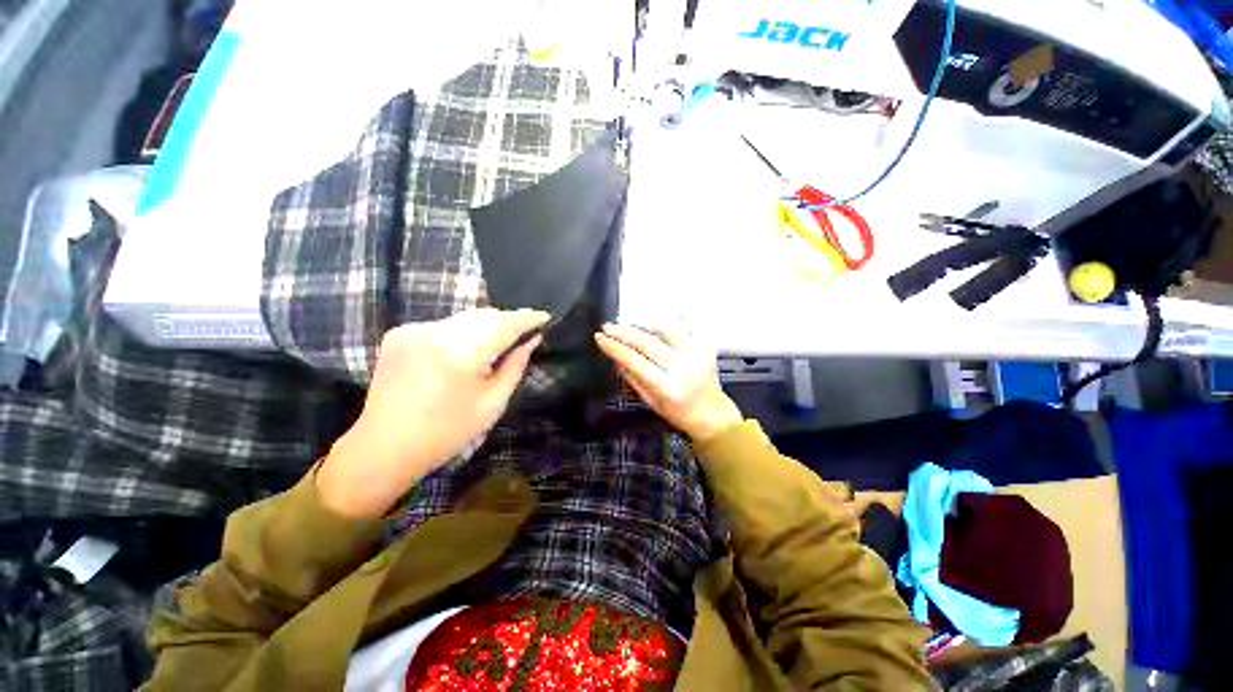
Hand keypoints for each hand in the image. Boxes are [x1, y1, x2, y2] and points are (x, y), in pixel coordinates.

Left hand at [318, 308, 549, 517]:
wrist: (383, 447)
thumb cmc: (446, 432)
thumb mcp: (492, 404)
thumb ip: (515, 366)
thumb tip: (532, 340)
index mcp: (461, 353)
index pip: (504, 323)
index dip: (528, 318)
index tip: (546, 318)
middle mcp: (436, 332)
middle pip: (485, 315)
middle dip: (508, 320)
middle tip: (526, 331)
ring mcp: (414, 329)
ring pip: (465, 318)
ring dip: (486, 325)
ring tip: (499, 341)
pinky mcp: (399, 333)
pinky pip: (444, 325)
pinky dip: (462, 332)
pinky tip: (465, 350)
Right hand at [595, 323, 742, 441]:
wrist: (712, 413)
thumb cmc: (678, 412)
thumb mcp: (651, 401)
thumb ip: (632, 378)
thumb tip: (615, 355)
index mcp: (668, 388)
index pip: (635, 361)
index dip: (615, 347)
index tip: (599, 337)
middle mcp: (683, 368)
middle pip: (648, 342)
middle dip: (624, 332)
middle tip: (607, 326)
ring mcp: (696, 354)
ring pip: (665, 329)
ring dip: (642, 323)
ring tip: (626, 323)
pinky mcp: (704, 346)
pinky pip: (681, 328)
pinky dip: (662, 324)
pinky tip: (649, 324)